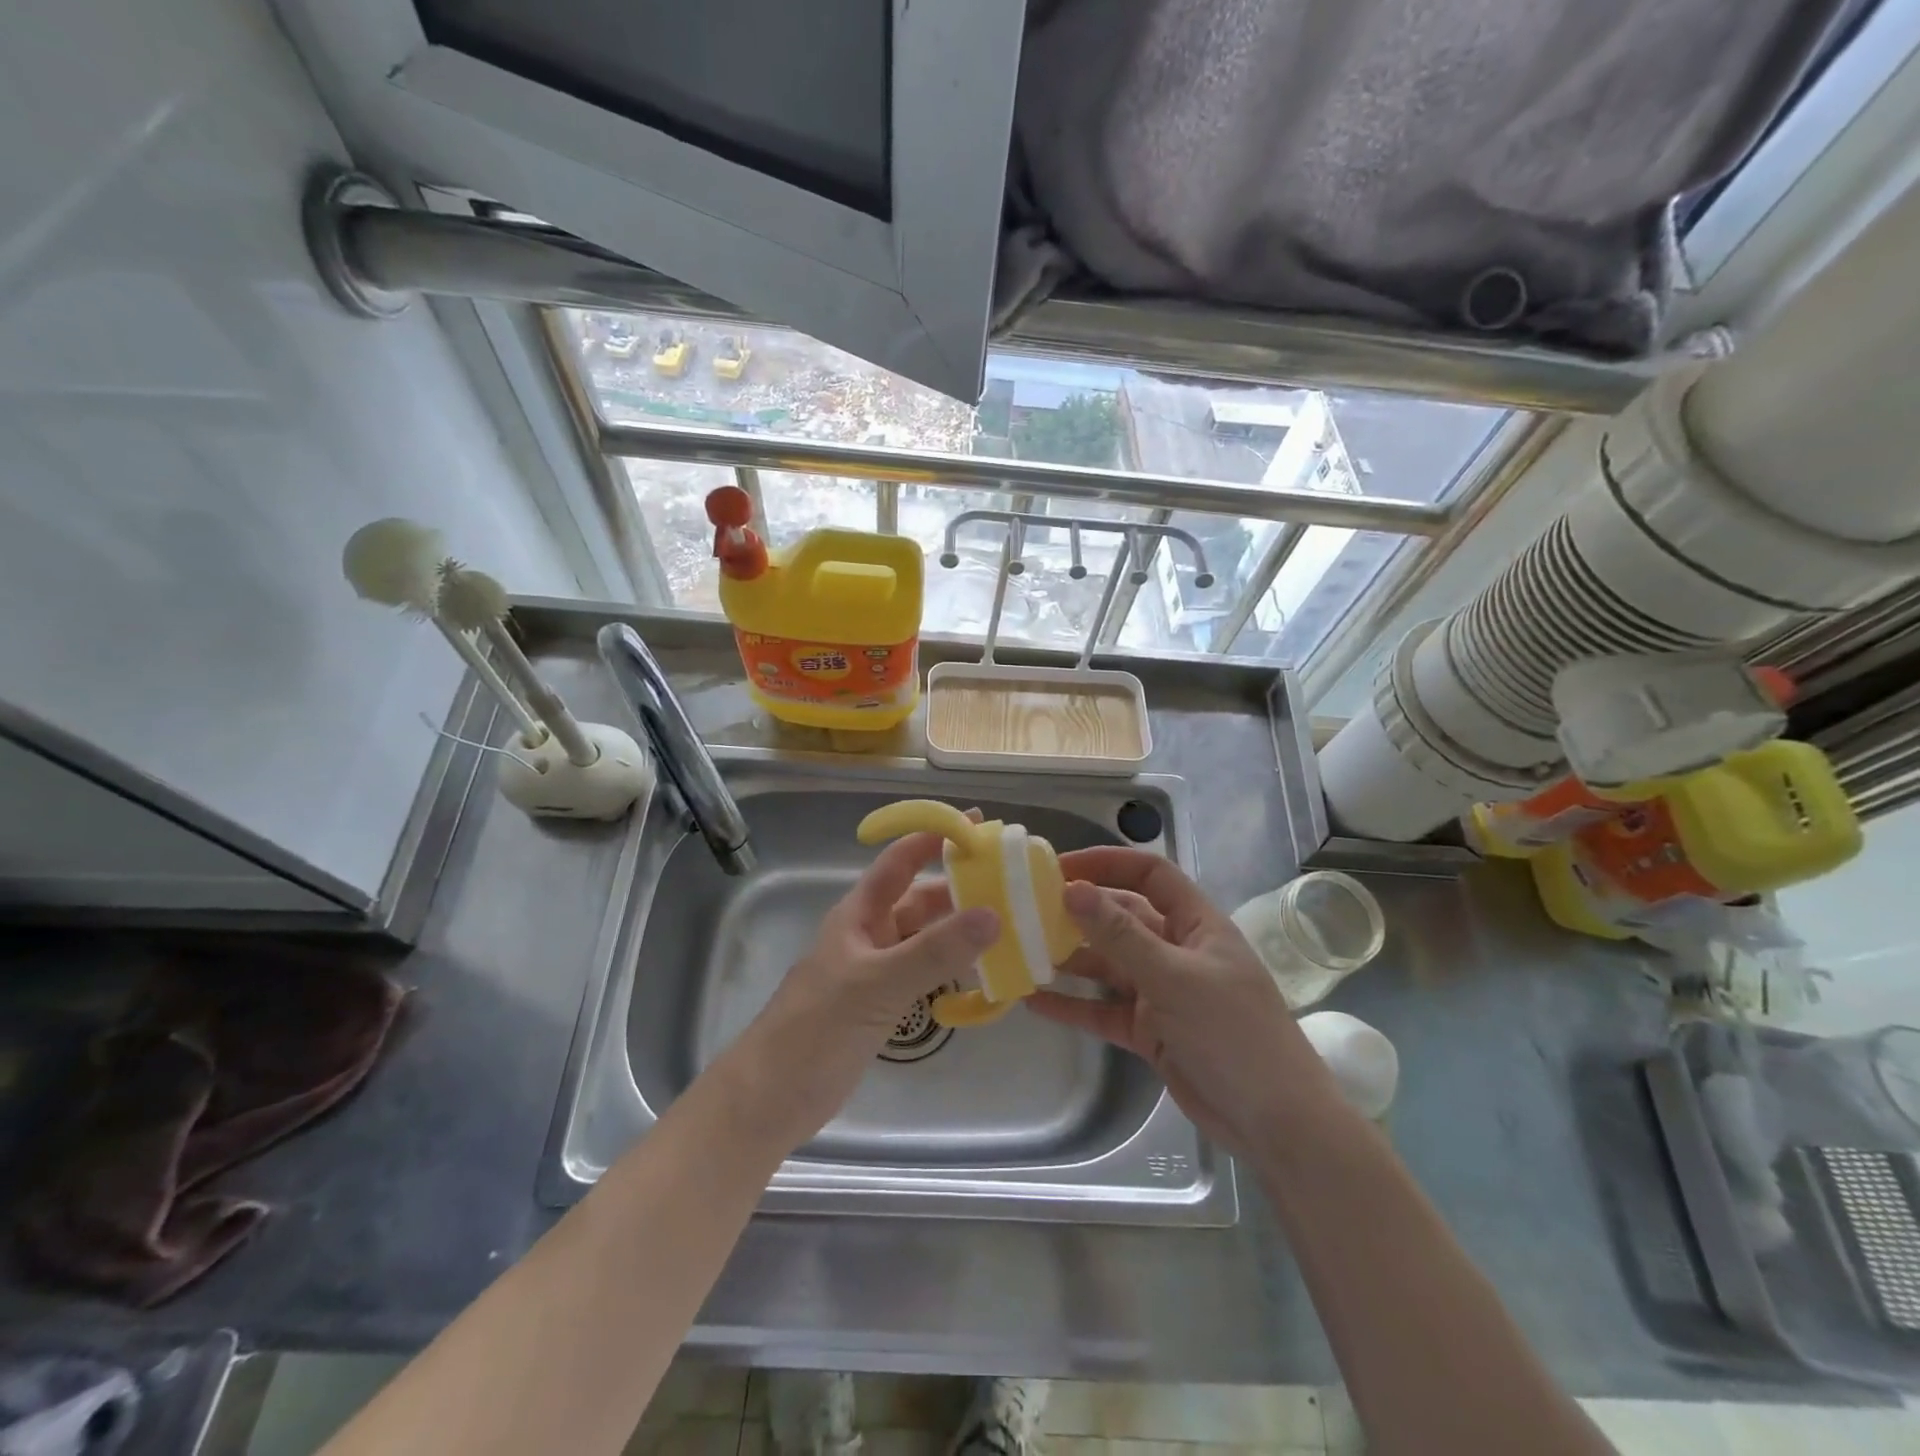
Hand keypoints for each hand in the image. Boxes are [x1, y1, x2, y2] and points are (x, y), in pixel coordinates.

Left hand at [718, 831, 998, 1151]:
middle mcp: (869, 935)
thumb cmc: (817, 1029)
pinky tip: (981, 972)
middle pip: (920, 899)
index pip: (900, 861)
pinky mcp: (881, 1004)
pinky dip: (951, 967)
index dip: (934, 836)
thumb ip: (935, 951)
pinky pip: (924, 972)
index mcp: (860, 915)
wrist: (771, 1098)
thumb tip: (993, 914)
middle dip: (959, 887)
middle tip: (1010, 881)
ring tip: (1009, 923)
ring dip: (959, 930)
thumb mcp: (878, 984)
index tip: (977, 822)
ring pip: (925, 937)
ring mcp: (875, 970)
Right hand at [1026, 847, 1345, 1157]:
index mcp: (1196, 924)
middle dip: (1079, 912)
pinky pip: (1103, 1009)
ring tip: (1021, 950)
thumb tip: (1073, 889)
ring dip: (1069, 958)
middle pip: (1122, 918)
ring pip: (1108, 964)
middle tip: (1027, 909)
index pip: (1150, 874)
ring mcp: (1162, 992)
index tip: (1060, 868)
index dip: (1108, 863)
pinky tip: (1034, 1001)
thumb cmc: (1232, 1033)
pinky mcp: (1149, 1031)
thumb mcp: (1173, 977)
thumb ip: (1120, 935)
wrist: (1274, 1123)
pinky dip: (1073, 1005)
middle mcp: (1176, 951)